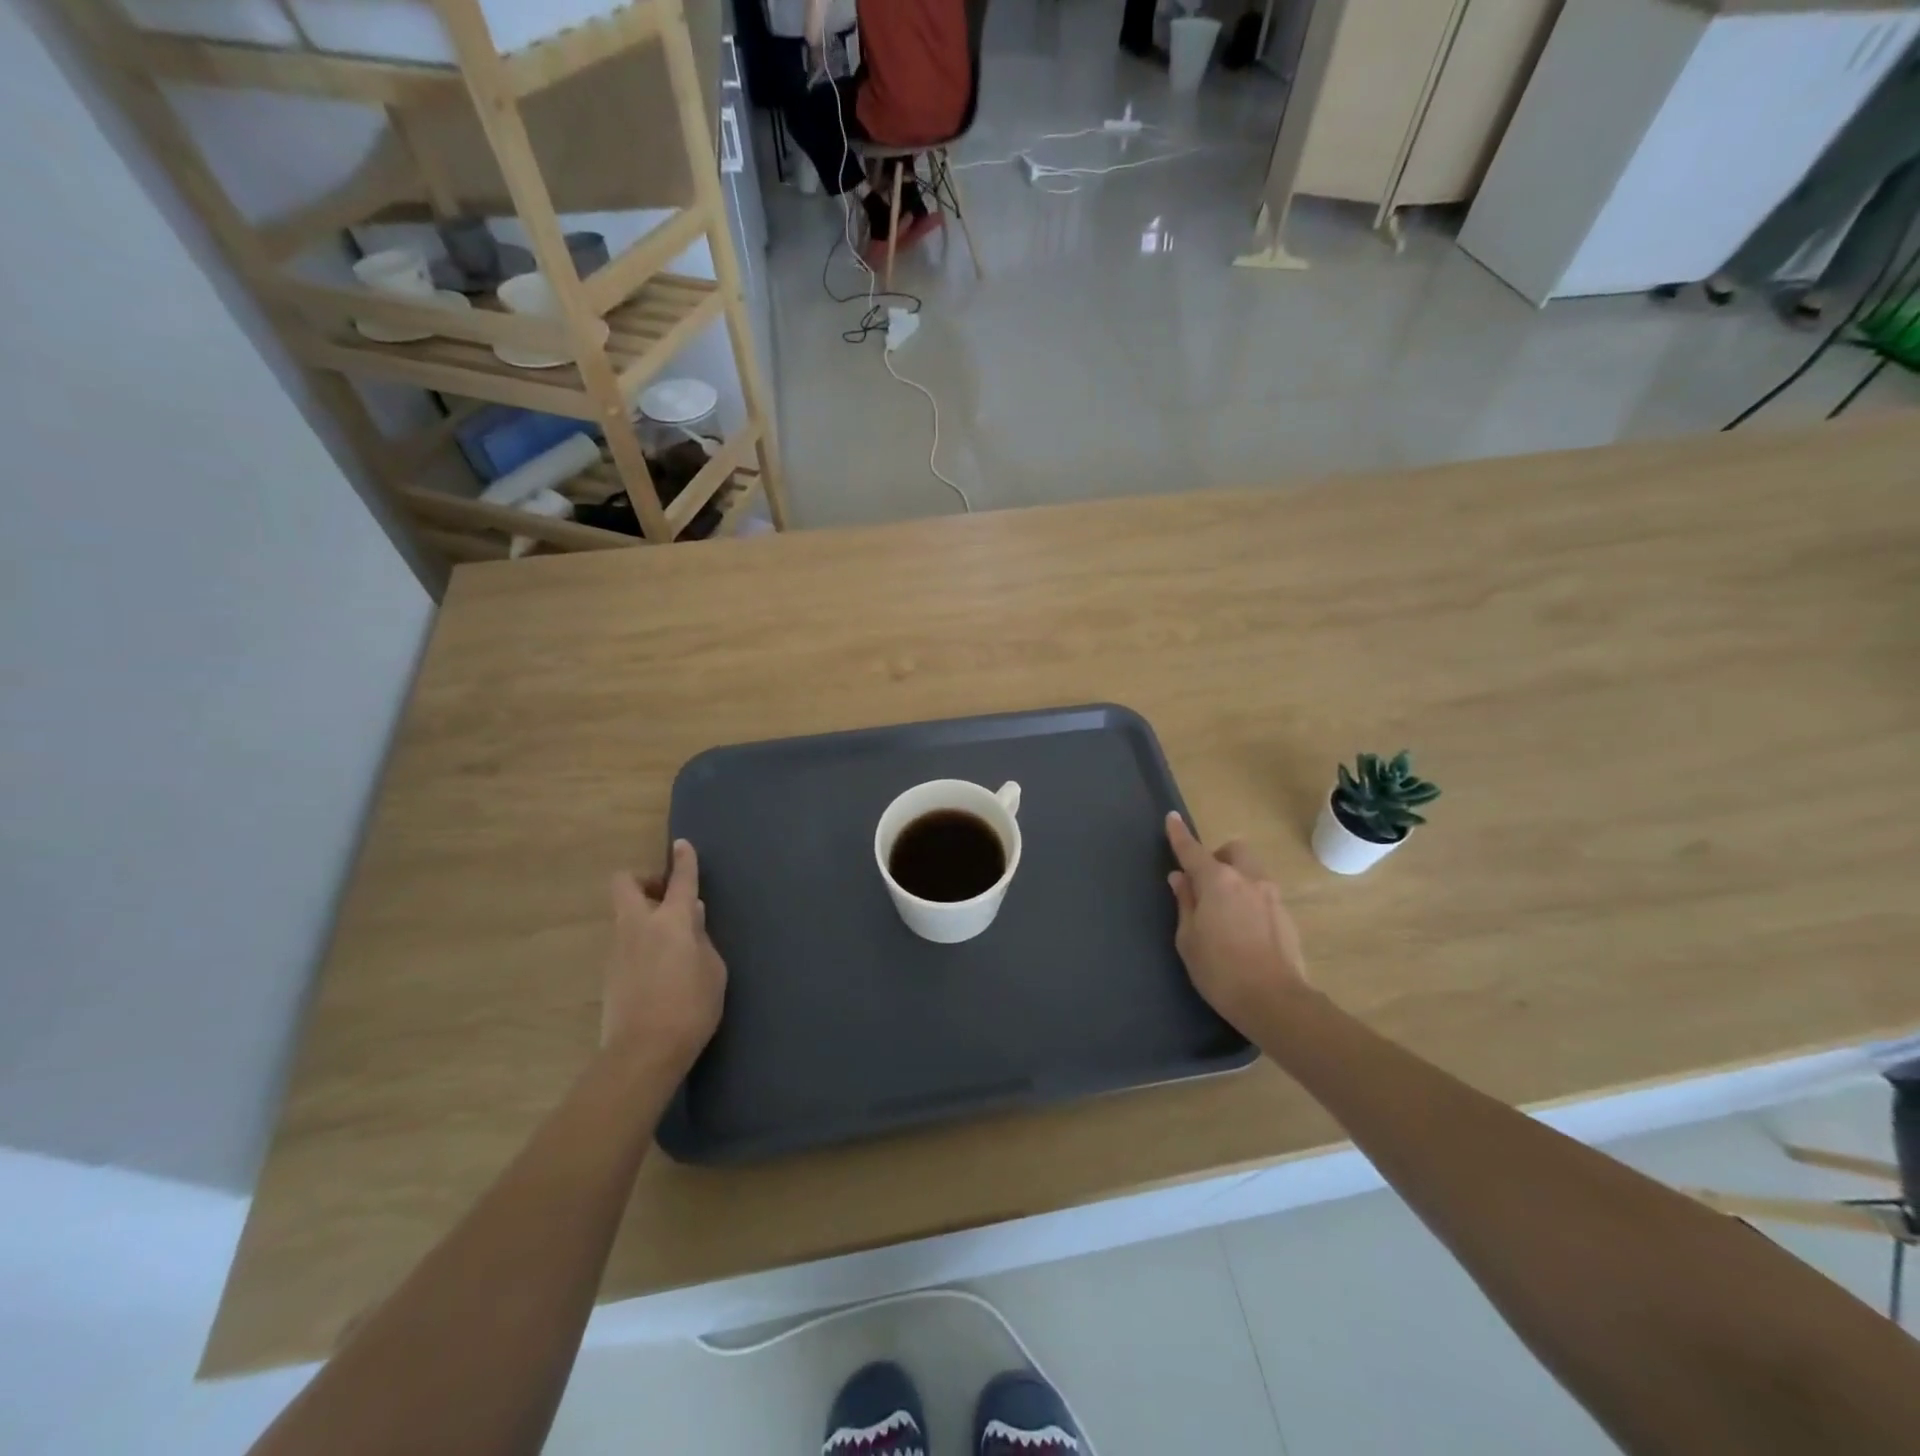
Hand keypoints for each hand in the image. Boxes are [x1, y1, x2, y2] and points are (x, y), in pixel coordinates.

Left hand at [603, 840, 726, 1072]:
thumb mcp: (713, 970)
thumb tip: (692, 917)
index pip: (680, 880)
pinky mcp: (609, 973)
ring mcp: (618, 949)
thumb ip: (702, 938)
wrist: (643, 1053)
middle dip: (644, 880)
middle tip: (665, 896)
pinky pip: (625, 943)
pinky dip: (640, 943)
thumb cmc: (691, 1007)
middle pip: (626, 884)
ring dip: (644, 916)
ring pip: (625, 915)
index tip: (682, 846)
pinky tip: (658, 968)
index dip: (683, 860)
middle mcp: (639, 926)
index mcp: (671, 921)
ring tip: (670, 942)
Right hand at [1165, 813, 1309, 1034]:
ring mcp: (1271, 896)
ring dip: (1237, 878)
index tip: (1172, 818)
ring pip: (1252, 871)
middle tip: (1205, 883)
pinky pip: (1263, 895)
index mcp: (1217, 881)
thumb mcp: (1188, 938)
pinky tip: (1244, 930)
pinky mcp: (1286, 916)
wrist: (1275, 1001)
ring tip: (1224, 910)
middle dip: (1219, 857)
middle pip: (1234, 851)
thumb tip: (1181, 879)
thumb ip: (1185, 903)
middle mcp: (1247, 879)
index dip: (1179, 834)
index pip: (1192, 850)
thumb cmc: (1219, 970)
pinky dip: (1250, 900)